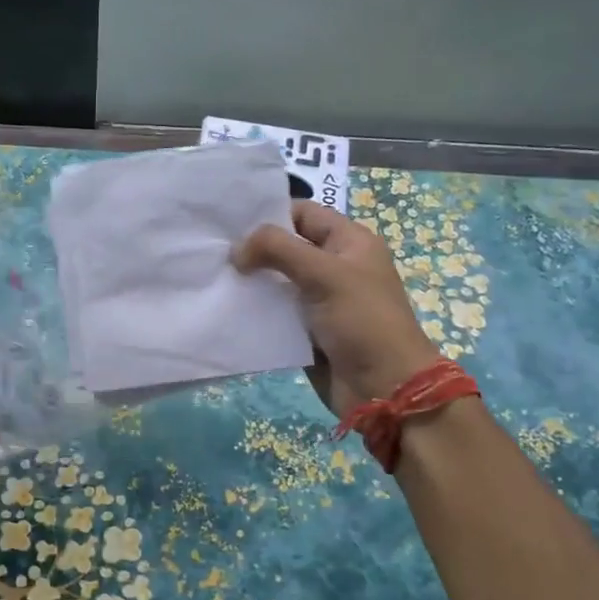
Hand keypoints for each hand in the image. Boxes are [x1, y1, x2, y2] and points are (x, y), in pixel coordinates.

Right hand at [234, 201, 440, 418]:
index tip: (231, 222)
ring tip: (214, 276)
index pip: (304, 213)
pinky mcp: (306, 329)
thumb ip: (278, 251)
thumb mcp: (325, 274)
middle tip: (215, 250)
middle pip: (287, 247)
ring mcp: (320, 299)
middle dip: (254, 248)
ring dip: (251, 280)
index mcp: (349, 242)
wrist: (384, 386)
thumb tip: (237, 248)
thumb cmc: (362, 321)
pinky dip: (255, 309)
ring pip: (277, 280)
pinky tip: (228, 306)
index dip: (271, 213)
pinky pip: (276, 311)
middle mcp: (334, 266)